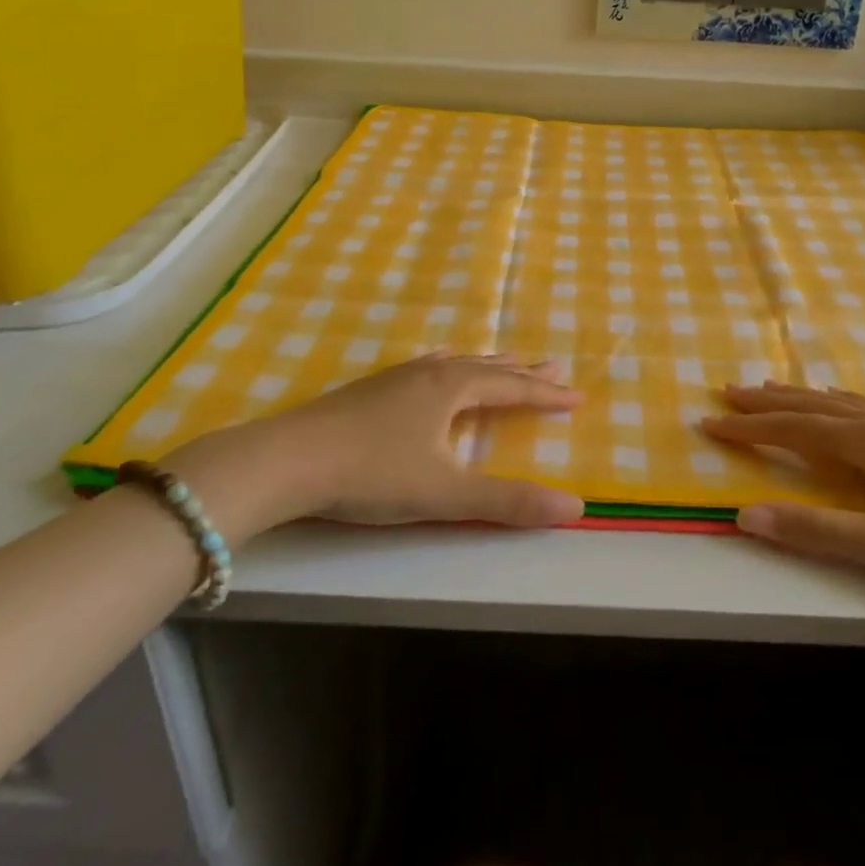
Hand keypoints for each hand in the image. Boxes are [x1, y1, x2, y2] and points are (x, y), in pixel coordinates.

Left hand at [169, 354, 585, 537]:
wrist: (286, 460)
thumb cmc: (372, 473)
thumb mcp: (446, 492)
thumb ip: (509, 501)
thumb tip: (575, 506)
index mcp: (453, 389)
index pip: (512, 388)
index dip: (546, 393)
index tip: (577, 395)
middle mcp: (430, 374)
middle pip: (488, 368)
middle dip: (523, 372)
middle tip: (554, 365)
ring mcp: (397, 377)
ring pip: (456, 364)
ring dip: (488, 364)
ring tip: (507, 359)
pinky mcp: (371, 389)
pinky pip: (427, 366)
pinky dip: (449, 364)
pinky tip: (437, 364)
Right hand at [703, 384, 864, 592]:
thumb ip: (812, 531)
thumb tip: (745, 515)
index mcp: (863, 442)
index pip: (790, 430)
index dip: (748, 428)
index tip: (709, 422)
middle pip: (809, 406)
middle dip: (765, 401)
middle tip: (728, 391)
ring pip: (837, 402)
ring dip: (798, 396)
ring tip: (771, 387)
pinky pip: (864, 406)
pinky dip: (836, 400)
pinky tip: (842, 402)